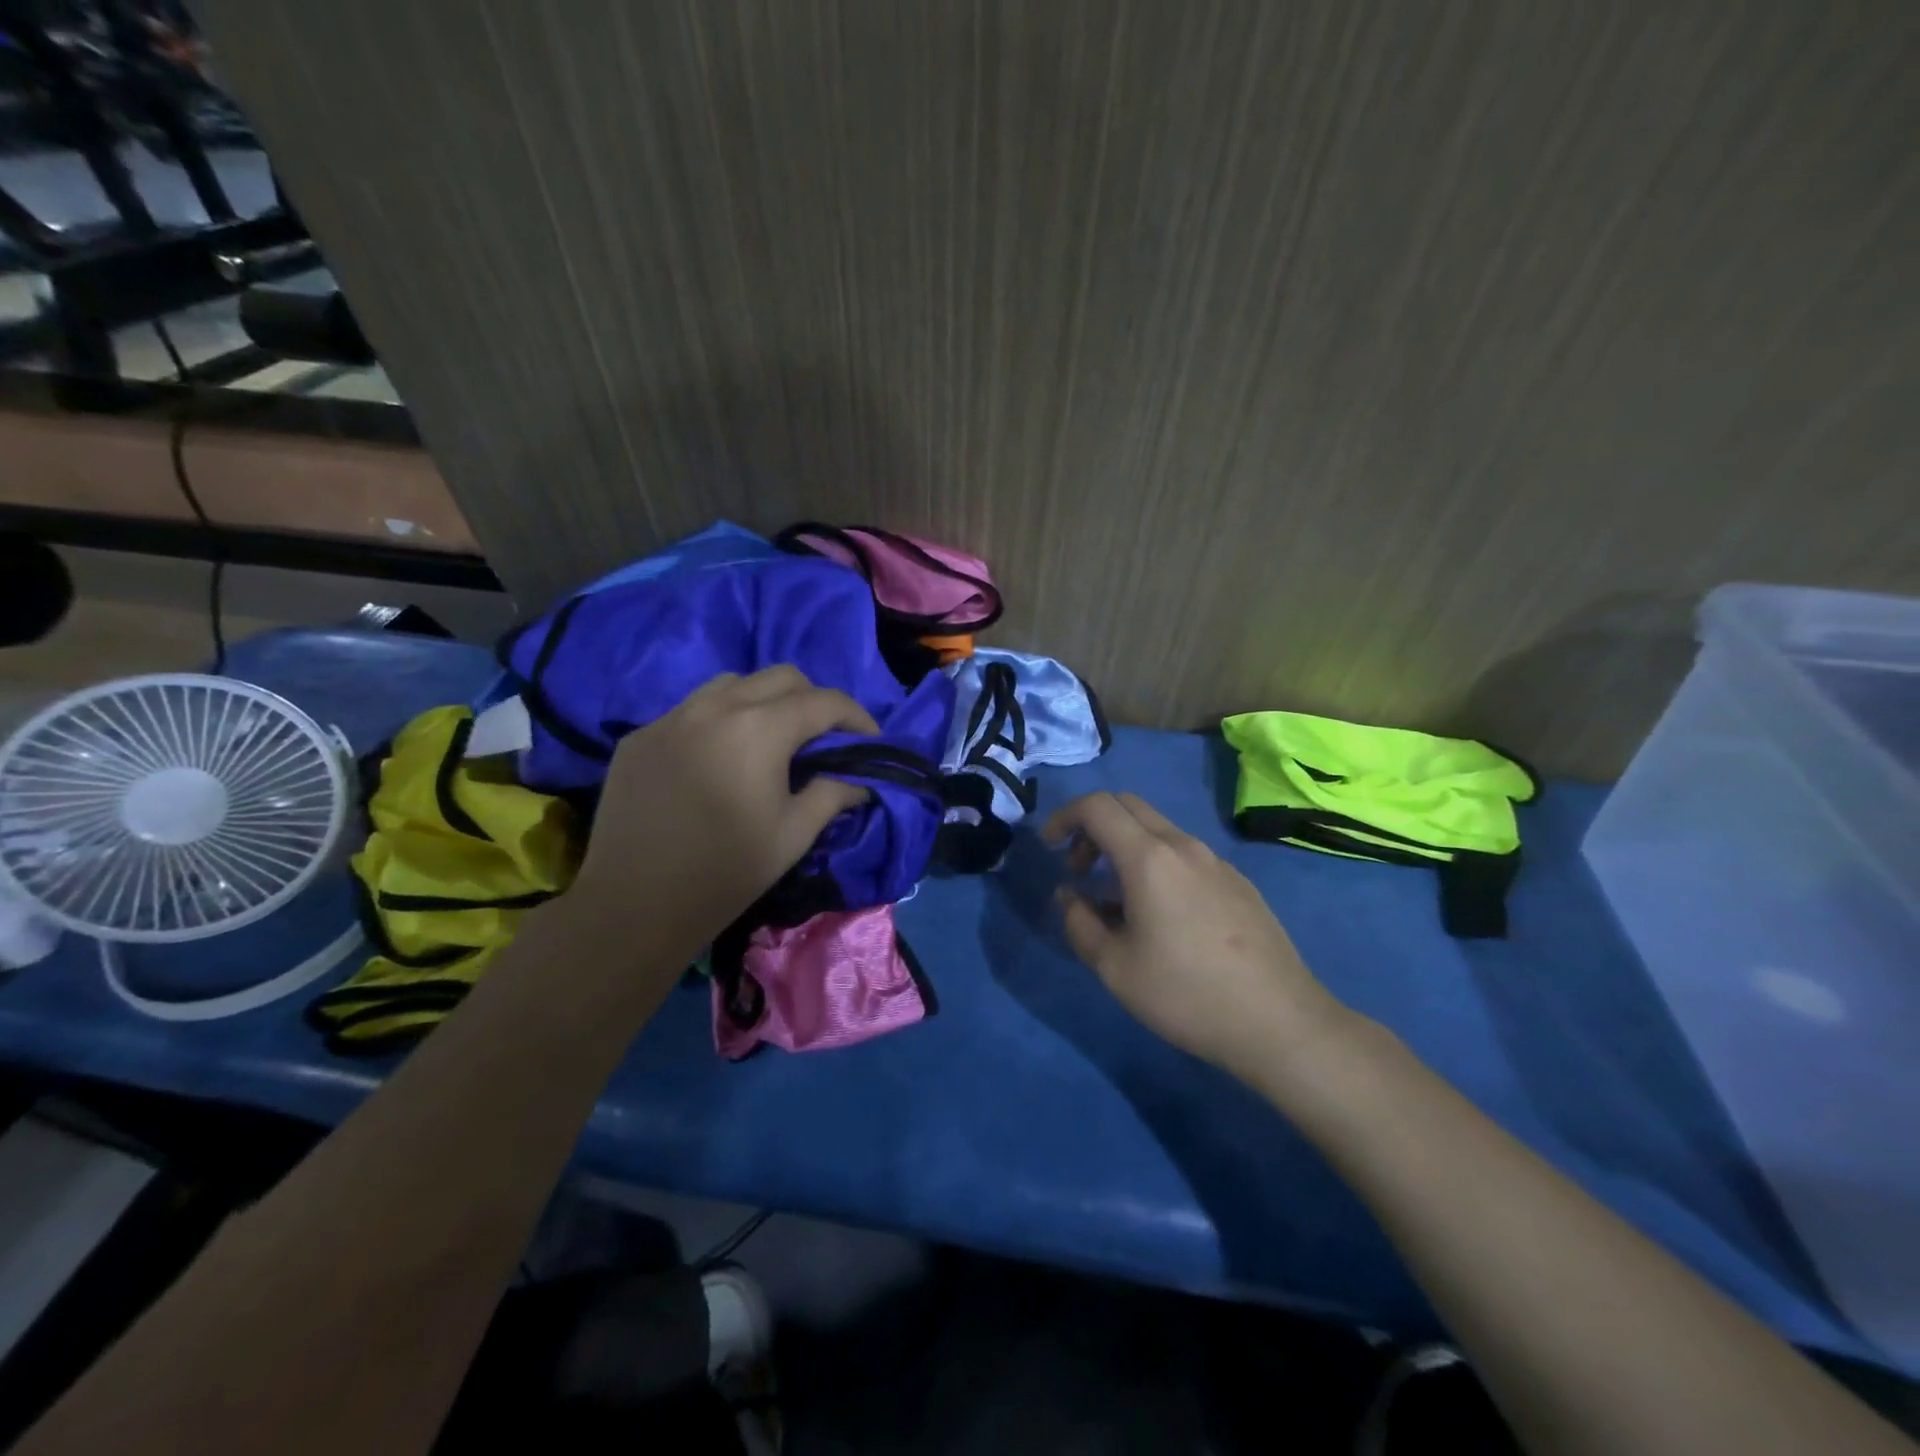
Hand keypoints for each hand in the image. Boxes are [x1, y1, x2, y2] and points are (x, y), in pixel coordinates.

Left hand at [567, 667, 876, 952]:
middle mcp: (716, 707)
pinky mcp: (641, 736)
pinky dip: (719, 720)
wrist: (633, 905)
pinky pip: (691, 710)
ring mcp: (671, 717)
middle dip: (813, 699)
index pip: (824, 701)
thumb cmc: (726, 872)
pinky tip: (718, 759)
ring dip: (764, 701)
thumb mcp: (793, 835)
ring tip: (770, 739)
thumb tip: (859, 782)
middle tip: (823, 737)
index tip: (870, 739)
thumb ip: (832, 795)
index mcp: (760, 729)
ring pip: (732, 684)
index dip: (856, 716)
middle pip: (781, 677)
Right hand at [1044, 792, 1347, 1079]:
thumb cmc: (1186, 994)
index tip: (1049, 848)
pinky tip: (1161, 915)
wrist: (1279, 1022)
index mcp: (1149, 857)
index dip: (1064, 817)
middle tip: (1079, 870)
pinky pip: (1184, 854)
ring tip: (1115, 900)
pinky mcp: (1237, 882)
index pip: (1097, 806)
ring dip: (1124, 846)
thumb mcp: (1114, 967)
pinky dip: (1155, 862)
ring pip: (1158, 829)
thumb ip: (1078, 922)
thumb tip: (1069, 895)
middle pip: (1127, 806)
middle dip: (1092, 826)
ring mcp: (1215, 861)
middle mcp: (1183, 846)